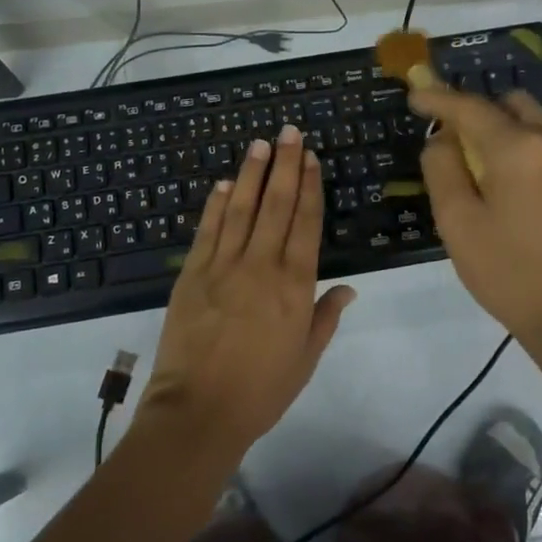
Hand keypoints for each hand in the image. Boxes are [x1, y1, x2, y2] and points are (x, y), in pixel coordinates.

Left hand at [137, 125, 356, 459]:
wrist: (199, 410)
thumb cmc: (261, 390)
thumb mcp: (305, 359)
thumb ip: (325, 317)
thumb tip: (348, 287)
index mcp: (294, 286)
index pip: (306, 223)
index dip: (310, 187)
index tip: (311, 158)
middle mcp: (261, 265)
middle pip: (276, 205)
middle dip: (285, 165)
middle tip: (289, 132)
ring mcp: (223, 265)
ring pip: (242, 208)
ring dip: (252, 173)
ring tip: (260, 143)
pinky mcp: (192, 272)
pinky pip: (208, 230)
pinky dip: (217, 204)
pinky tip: (225, 183)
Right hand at [410, 83, 541, 345]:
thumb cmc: (505, 270)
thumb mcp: (456, 219)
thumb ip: (442, 167)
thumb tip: (443, 138)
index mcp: (518, 149)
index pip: (470, 107)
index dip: (438, 98)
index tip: (414, 93)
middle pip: (507, 103)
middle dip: (473, 110)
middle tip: (447, 138)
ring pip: (528, 120)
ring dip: (497, 127)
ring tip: (473, 164)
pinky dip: (517, 144)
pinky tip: (501, 181)